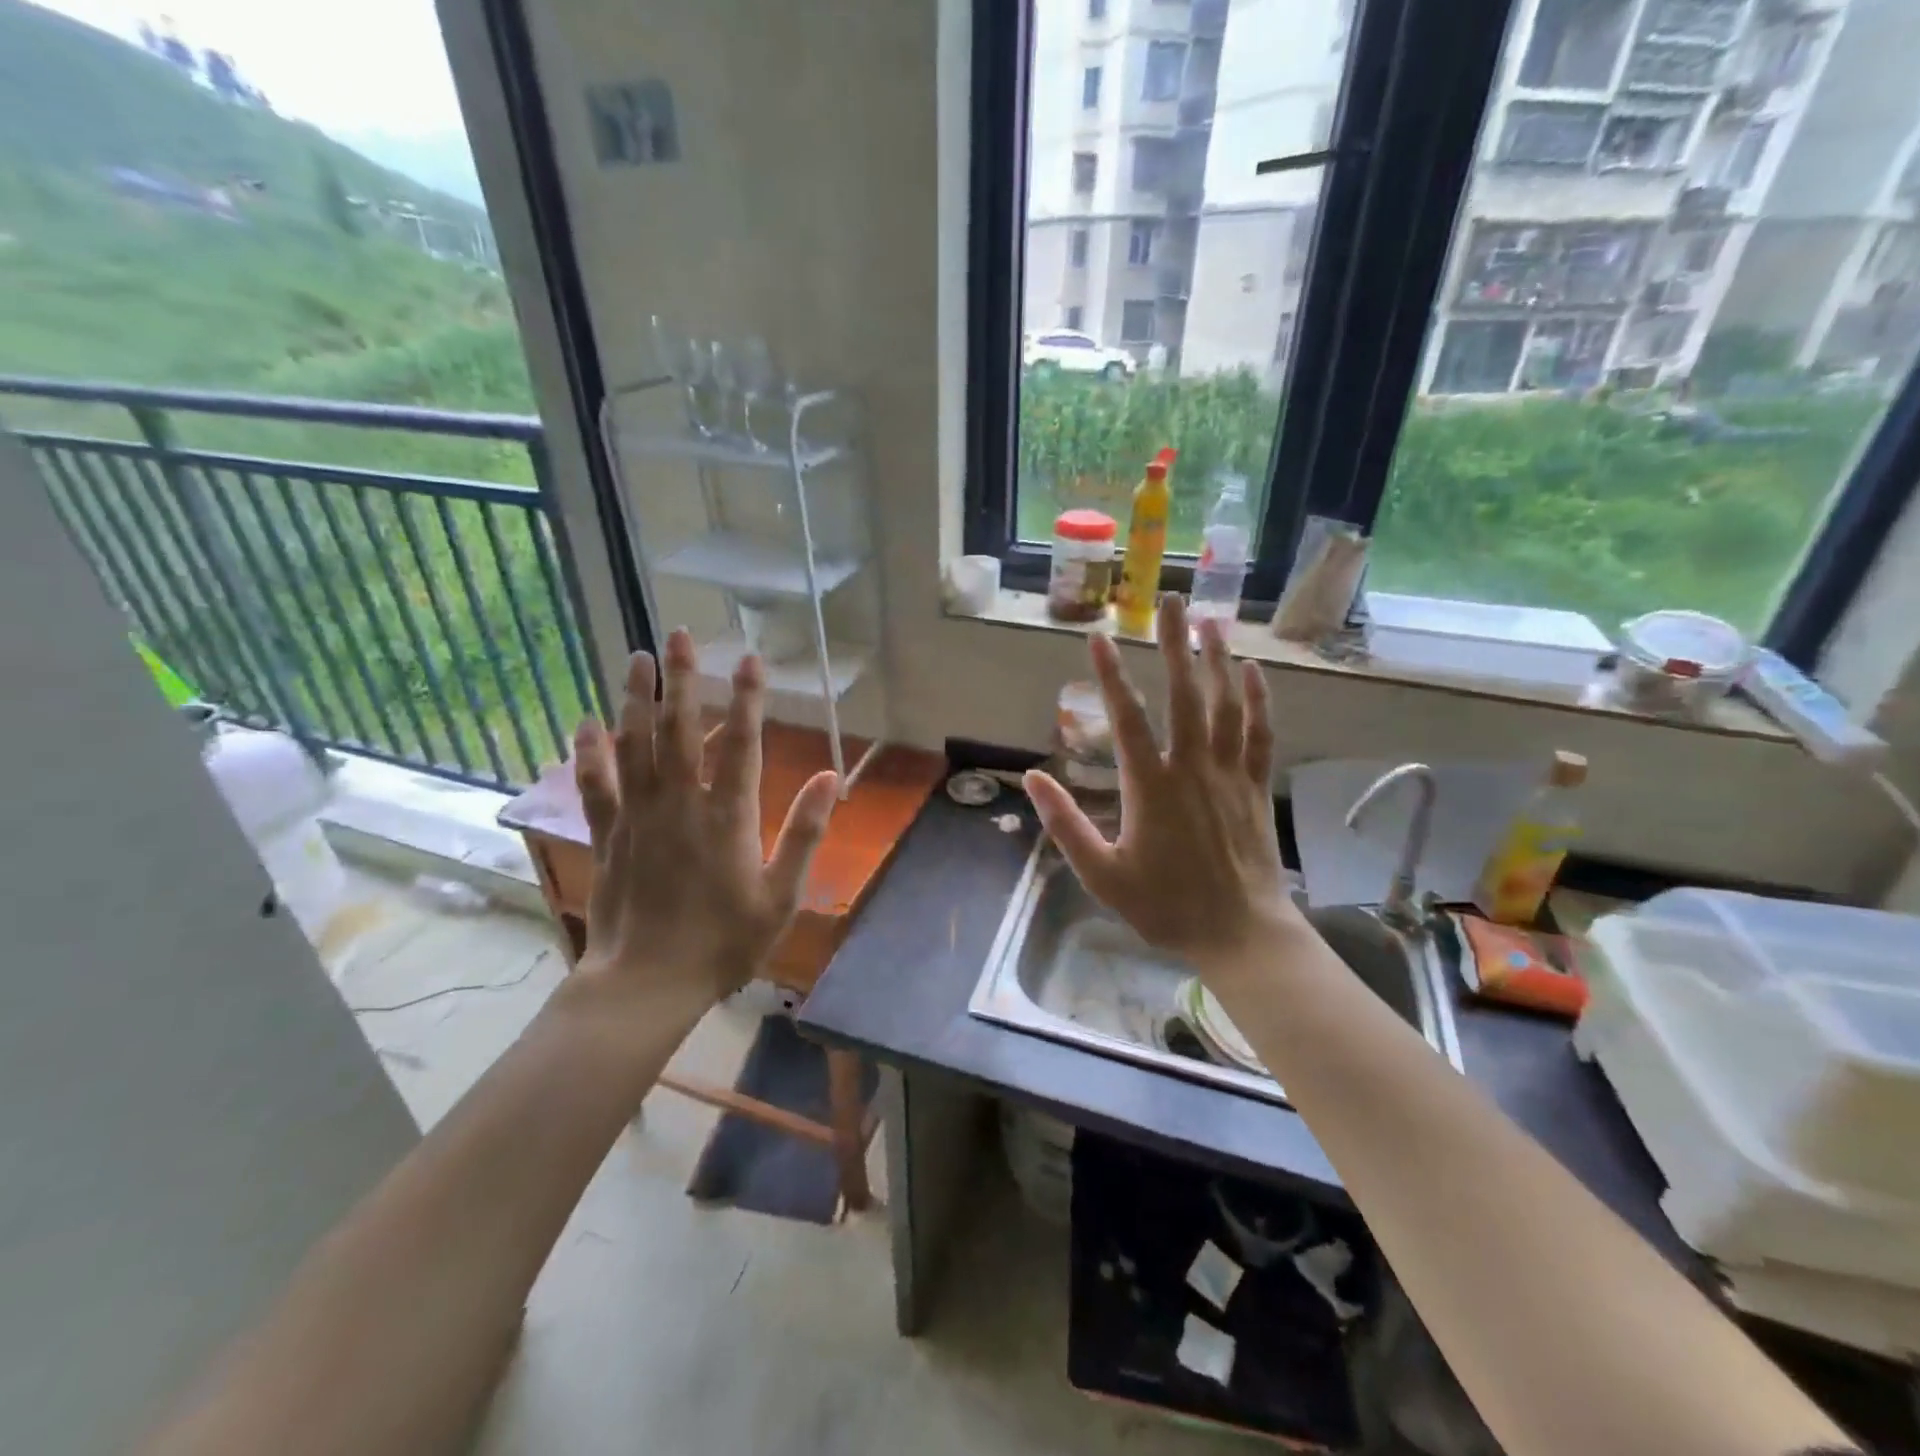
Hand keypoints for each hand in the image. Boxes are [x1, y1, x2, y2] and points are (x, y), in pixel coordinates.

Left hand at [570, 629, 838, 1020]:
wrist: (647, 984)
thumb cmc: (723, 943)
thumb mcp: (781, 895)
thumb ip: (805, 833)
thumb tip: (831, 779)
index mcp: (728, 817)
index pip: (742, 743)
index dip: (749, 698)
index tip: (750, 658)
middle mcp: (681, 804)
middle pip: (680, 729)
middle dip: (683, 679)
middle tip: (679, 634)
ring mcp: (639, 816)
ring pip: (634, 745)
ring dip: (636, 698)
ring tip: (637, 657)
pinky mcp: (609, 834)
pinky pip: (596, 784)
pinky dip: (589, 751)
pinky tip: (585, 722)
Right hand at [1025, 596, 1296, 971]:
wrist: (1239, 933)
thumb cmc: (1165, 906)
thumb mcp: (1101, 874)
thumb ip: (1065, 824)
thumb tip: (1033, 777)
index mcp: (1150, 786)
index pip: (1126, 717)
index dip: (1109, 675)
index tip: (1099, 638)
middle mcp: (1192, 767)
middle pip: (1184, 694)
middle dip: (1175, 645)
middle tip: (1171, 601)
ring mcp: (1229, 774)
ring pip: (1225, 705)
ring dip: (1217, 660)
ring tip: (1210, 621)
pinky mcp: (1255, 787)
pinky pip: (1259, 734)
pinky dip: (1257, 700)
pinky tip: (1252, 672)